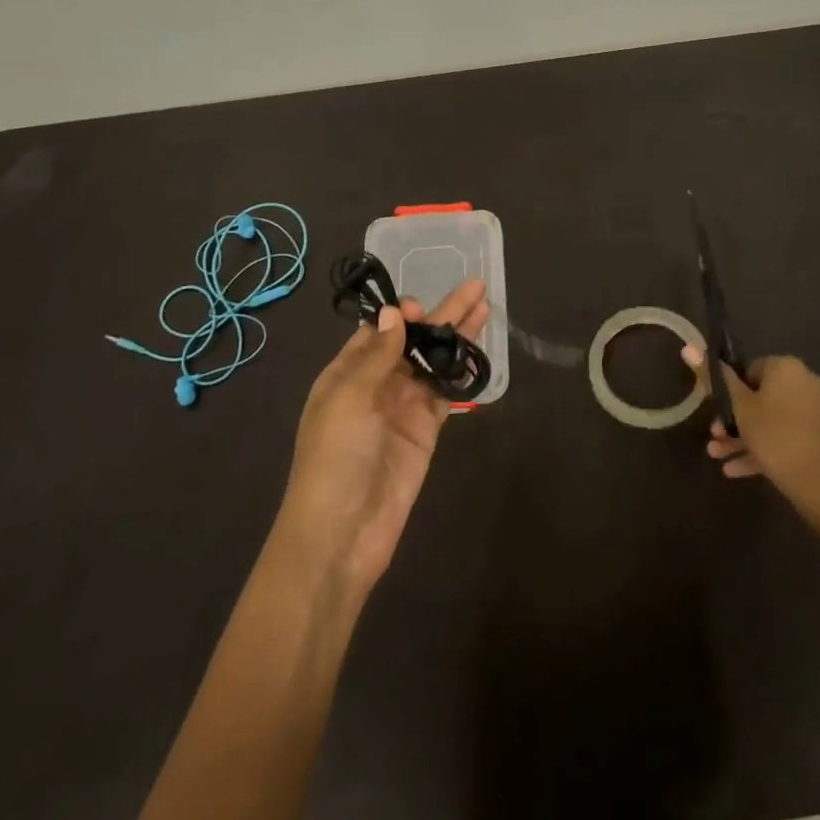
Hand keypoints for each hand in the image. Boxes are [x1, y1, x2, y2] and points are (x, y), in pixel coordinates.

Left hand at [275, 281, 488, 594]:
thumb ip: (377, 355)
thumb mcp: (349, 399)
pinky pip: (446, 393)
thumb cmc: (334, 458)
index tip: (420, 305)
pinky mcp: (426, 431)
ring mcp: (403, 408)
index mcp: (345, 374)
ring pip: (434, 362)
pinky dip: (461, 372)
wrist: (341, 532)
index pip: (377, 331)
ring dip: (457, 337)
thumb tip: (395, 312)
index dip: (400, 314)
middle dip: (440, 315)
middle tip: (474, 287)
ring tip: (484, 308)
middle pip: (413, 341)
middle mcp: (375, 385)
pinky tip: (478, 352)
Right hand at [683, 347, 819, 516]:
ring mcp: (815, 410)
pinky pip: (785, 435)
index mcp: (786, 367)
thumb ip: (714, 377)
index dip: (730, 390)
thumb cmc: (774, 435)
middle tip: (715, 436)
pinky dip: (762, 448)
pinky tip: (735, 470)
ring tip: (717, 456)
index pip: (749, 369)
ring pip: (770, 420)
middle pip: (759, 397)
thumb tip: (688, 347)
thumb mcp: (738, 406)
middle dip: (733, 418)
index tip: (716, 409)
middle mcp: (804, 381)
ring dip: (742, 436)